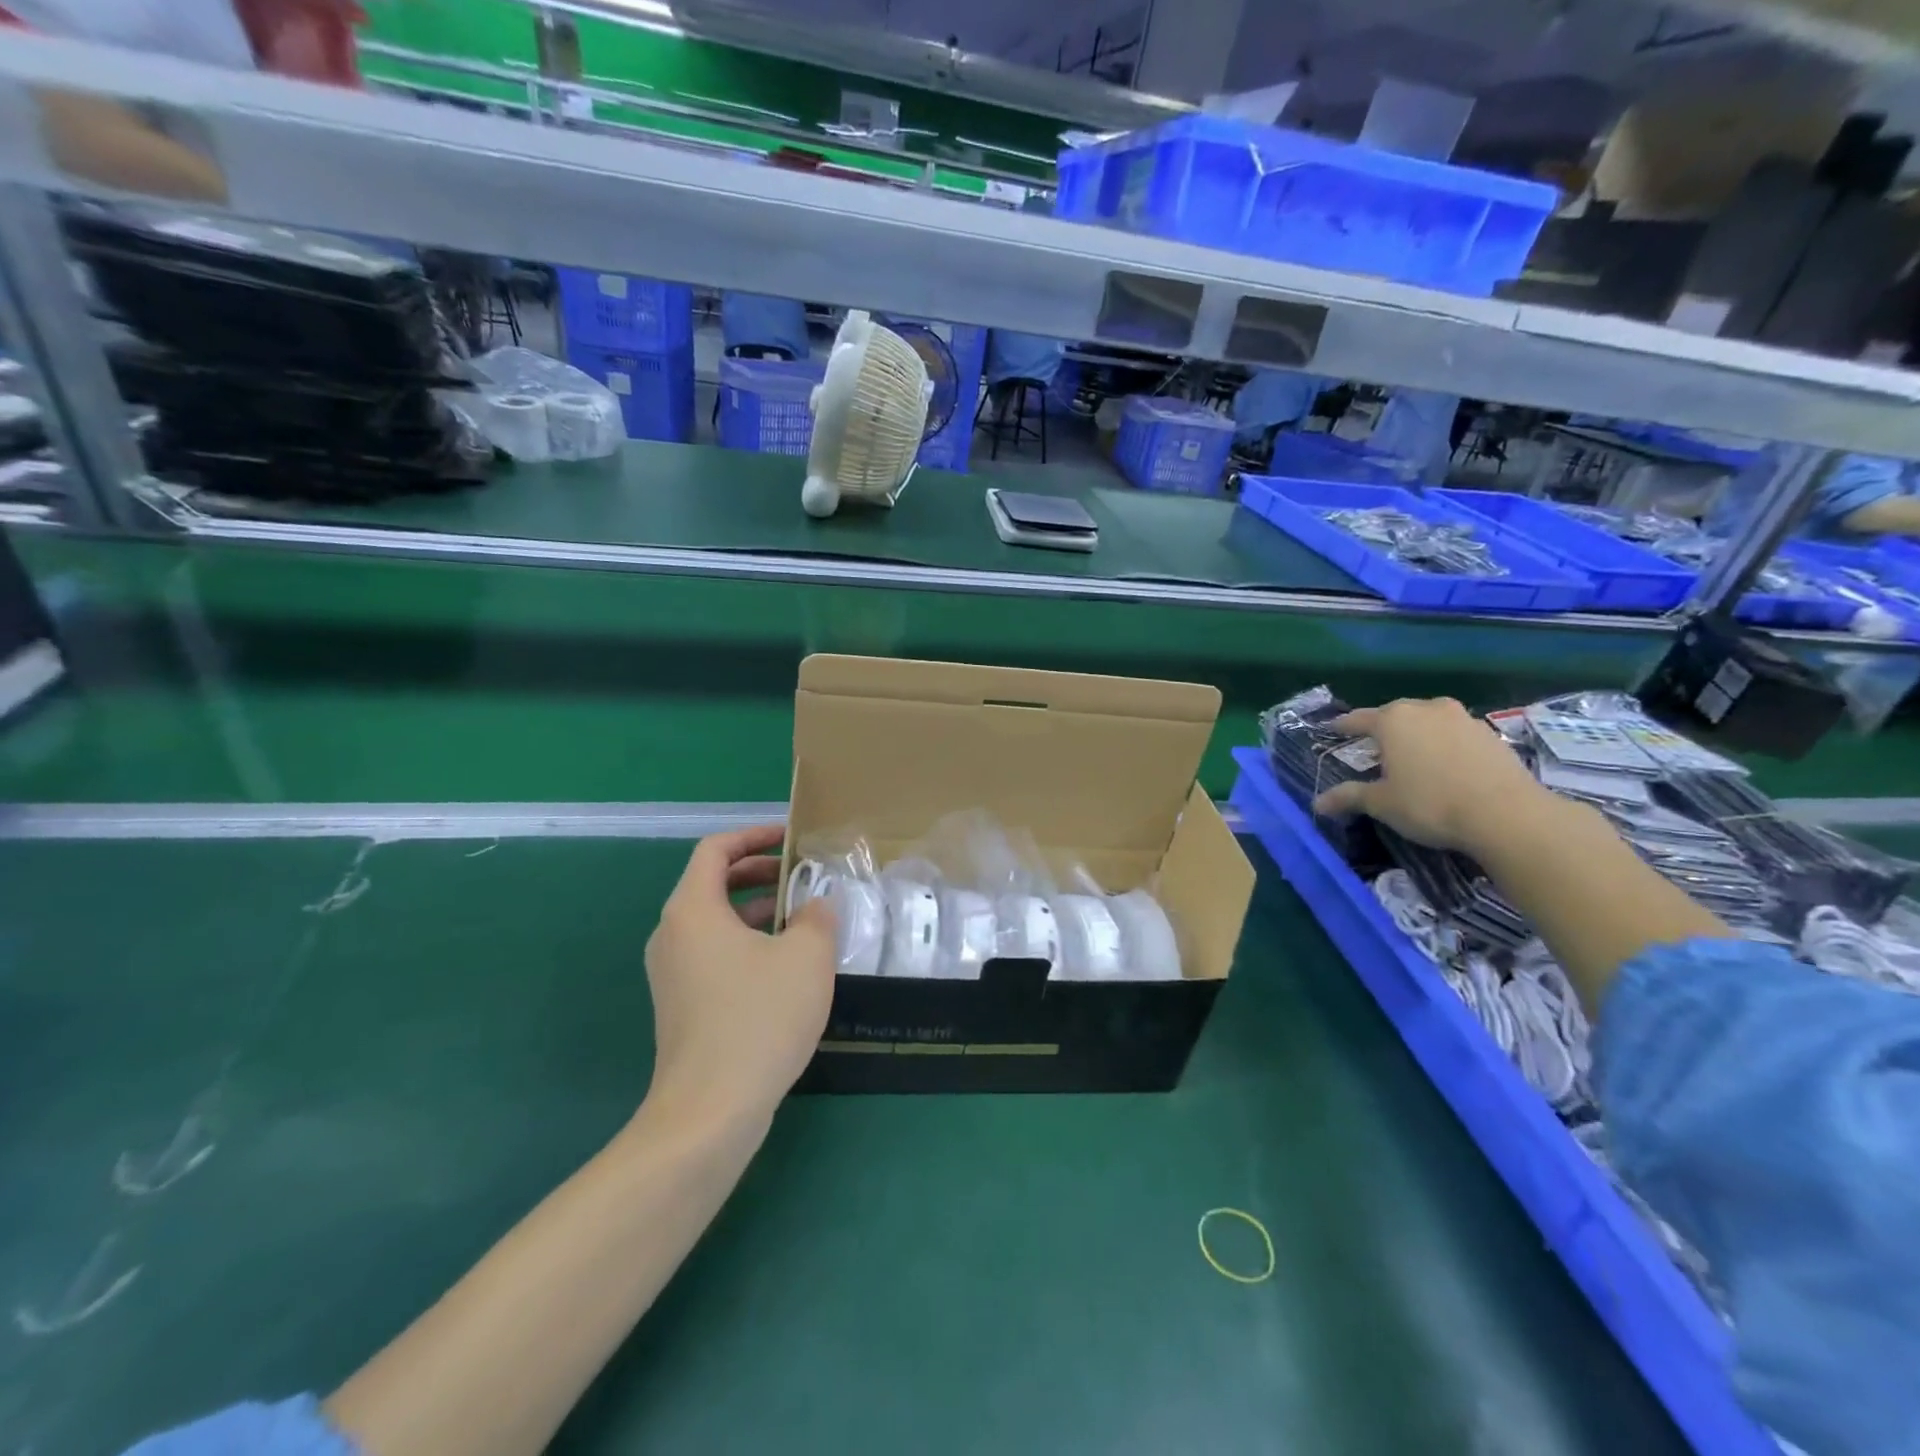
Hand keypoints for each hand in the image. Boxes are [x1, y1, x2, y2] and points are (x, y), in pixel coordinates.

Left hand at [642, 825, 837, 1131]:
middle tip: (801, 875)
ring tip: (801, 918)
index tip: (790, 839)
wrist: (709, 1110)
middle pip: (712, 884)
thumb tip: (816, 907)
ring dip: (756, 911)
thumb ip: (817, 917)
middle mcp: (672, 935)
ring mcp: (672, 974)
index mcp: (693, 910)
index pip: (715, 850)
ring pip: (714, 923)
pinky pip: (713, 955)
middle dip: (759, 873)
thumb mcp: (807, 956)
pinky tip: (785, 967)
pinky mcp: (681, 1006)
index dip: (754, 836)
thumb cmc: (759, 1018)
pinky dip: (746, 944)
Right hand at [1311, 698, 1546, 852]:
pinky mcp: (1490, 734)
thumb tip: (1318, 804)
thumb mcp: (1382, 803)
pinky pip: (1455, 734)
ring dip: (1417, 734)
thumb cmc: (1430, 803)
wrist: (1506, 814)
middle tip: (1373, 747)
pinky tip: (1445, 766)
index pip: (1358, 719)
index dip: (1342, 726)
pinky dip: (1445, 744)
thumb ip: (1349, 797)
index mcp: (1393, 720)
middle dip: (1383, 729)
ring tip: (1412, 756)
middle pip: (1396, 714)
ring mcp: (1463, 718)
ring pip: (1429, 721)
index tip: (1332, 729)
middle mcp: (1426, 709)